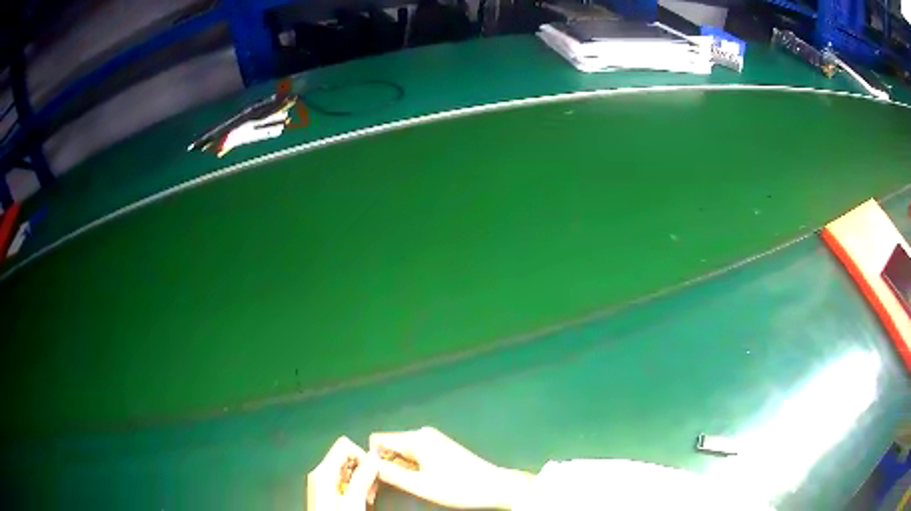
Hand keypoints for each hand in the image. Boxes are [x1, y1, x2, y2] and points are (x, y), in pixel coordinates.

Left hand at [307, 436, 378, 510]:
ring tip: (367, 497)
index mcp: (323, 471)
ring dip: (361, 481)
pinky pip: (342, 481)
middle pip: (345, 458)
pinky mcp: (324, 492)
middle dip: (363, 470)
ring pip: (346, 470)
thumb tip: (373, 456)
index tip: (373, 473)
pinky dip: (354, 488)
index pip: (345, 445)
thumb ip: (363, 476)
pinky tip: (359, 501)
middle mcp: (319, 473)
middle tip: (371, 489)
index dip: (362, 456)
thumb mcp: (354, 499)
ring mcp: (321, 483)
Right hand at [369, 426, 532, 508]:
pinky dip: (412, 467)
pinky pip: (415, 453)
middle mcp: (422, 433)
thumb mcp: (419, 485)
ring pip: (402, 451)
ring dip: (400, 468)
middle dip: (387, 464)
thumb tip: (367, 464)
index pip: (377, 440)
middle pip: (390, 445)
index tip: (379, 479)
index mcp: (416, 438)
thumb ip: (389, 474)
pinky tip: (424, 480)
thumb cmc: (458, 487)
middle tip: (396, 487)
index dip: (373, 459)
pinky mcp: (440, 446)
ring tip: (412, 486)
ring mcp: (433, 439)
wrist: (494, 486)